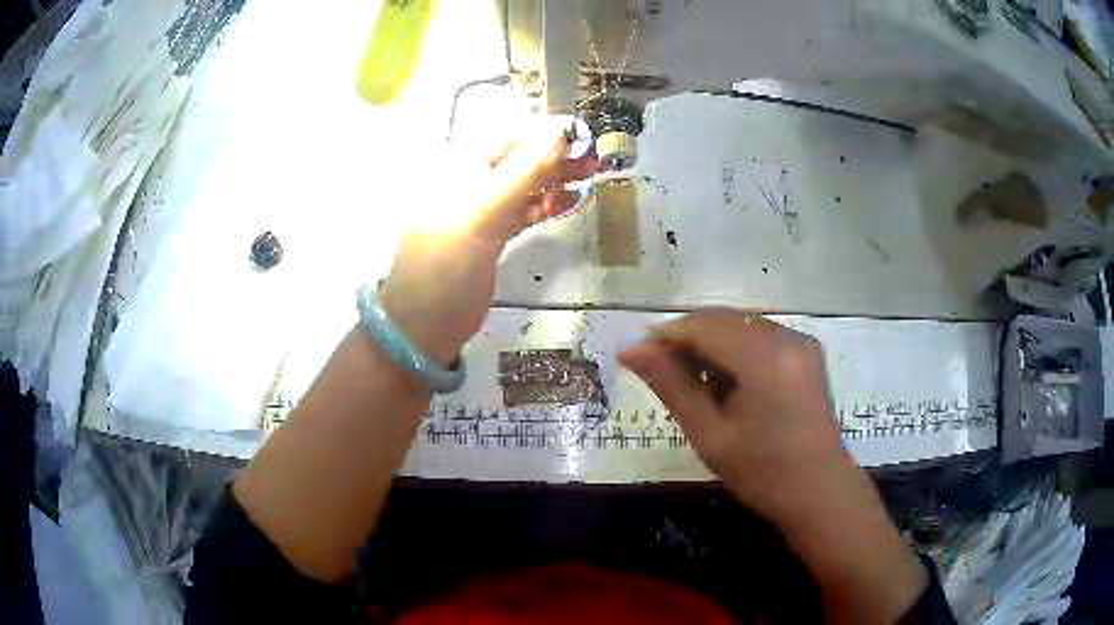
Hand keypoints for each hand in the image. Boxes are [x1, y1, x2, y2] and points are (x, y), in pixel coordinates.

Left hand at [380, 122, 598, 366]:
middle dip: (558, 154)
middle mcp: (471, 183)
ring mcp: (482, 211)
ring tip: (593, 174)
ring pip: (526, 183)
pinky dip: (548, 204)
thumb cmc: (446, 269)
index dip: (547, 132)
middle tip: (597, 157)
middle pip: (520, 158)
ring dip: (557, 177)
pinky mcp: (492, 236)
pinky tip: (572, 200)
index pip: (509, 136)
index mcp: (459, 170)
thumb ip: (522, 173)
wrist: (424, 328)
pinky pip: (524, 210)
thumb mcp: (482, 216)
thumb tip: (561, 131)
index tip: (585, 134)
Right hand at [619, 309, 927, 623]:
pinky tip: (724, 381)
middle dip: (686, 338)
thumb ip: (671, 386)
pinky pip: (758, 334)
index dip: (666, 336)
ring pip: (739, 324)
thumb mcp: (710, 435)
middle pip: (723, 319)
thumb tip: (630, 349)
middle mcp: (787, 337)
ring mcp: (800, 340)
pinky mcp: (805, 349)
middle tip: (658, 370)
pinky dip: (733, 349)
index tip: (637, 355)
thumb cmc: (762, 473)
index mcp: (766, 360)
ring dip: (709, 343)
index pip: (704, 327)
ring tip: (692, 382)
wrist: (819, 490)